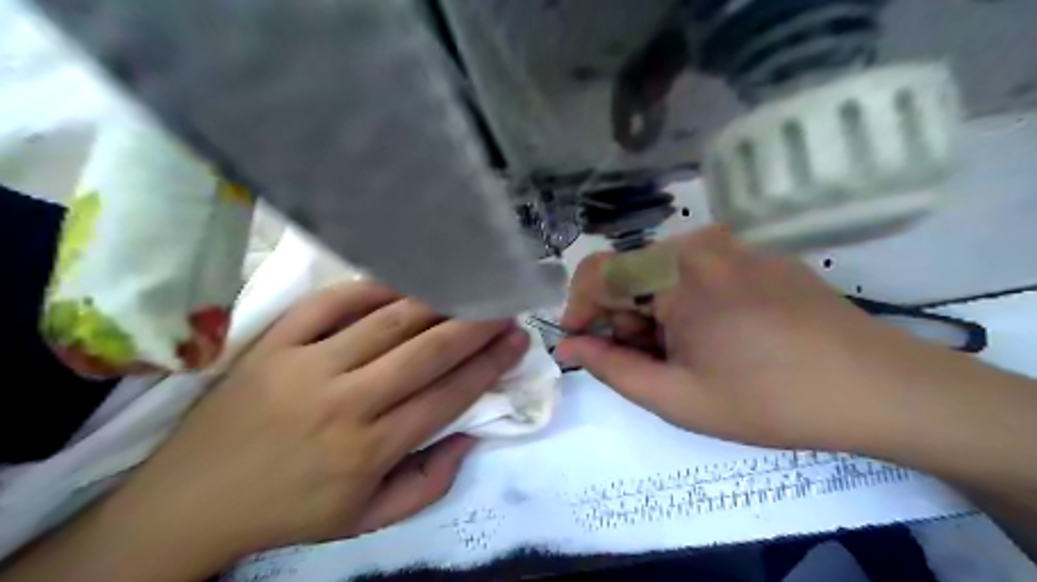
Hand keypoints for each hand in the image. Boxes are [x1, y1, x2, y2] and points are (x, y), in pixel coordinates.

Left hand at [103, 284, 527, 566]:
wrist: (191, 501)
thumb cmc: (290, 510)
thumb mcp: (366, 520)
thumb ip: (428, 483)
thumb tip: (469, 435)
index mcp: (370, 449)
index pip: (448, 395)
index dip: (489, 364)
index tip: (516, 340)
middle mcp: (345, 402)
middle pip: (427, 351)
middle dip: (475, 323)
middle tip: (504, 304)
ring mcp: (307, 366)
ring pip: (387, 321)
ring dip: (435, 301)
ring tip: (466, 286)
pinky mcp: (274, 344)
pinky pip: (332, 303)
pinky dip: (371, 287)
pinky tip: (401, 283)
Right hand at [550, 226, 982, 452]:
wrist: (878, 389)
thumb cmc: (769, 399)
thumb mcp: (677, 396)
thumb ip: (611, 368)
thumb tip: (569, 348)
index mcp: (676, 271)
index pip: (598, 272)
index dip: (579, 308)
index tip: (581, 344)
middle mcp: (701, 242)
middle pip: (632, 272)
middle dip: (623, 317)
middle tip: (649, 362)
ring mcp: (734, 243)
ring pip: (663, 271)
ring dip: (654, 311)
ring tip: (685, 354)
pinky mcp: (757, 253)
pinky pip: (698, 269)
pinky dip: (686, 300)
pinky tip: (716, 335)